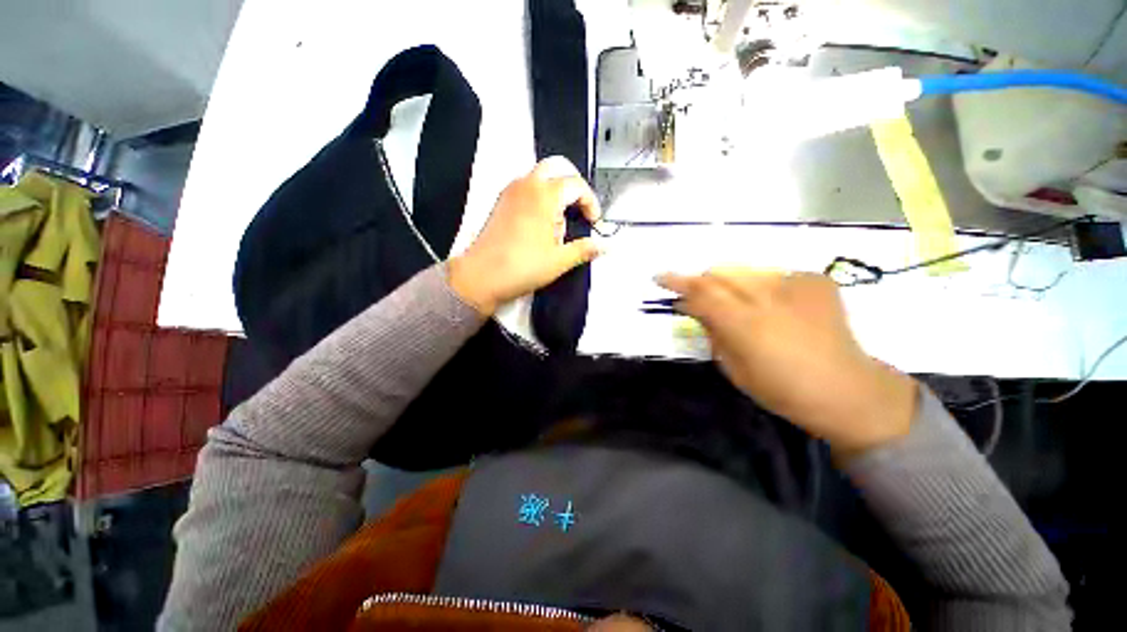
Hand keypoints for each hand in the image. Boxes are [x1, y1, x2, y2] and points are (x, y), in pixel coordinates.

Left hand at [448, 156, 601, 315]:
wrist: (481, 277)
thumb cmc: (523, 267)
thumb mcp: (559, 261)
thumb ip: (584, 249)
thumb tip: (604, 246)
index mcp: (544, 195)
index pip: (576, 185)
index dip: (590, 201)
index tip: (594, 222)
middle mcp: (526, 185)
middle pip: (556, 169)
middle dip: (572, 186)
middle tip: (579, 209)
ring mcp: (510, 192)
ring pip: (538, 177)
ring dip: (554, 192)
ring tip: (558, 223)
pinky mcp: (500, 203)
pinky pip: (525, 189)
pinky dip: (538, 197)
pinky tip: (539, 225)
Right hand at [657, 268, 916, 453]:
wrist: (847, 390)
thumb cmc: (781, 390)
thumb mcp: (733, 369)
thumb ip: (713, 333)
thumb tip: (697, 310)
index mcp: (745, 324)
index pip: (701, 293)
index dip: (677, 283)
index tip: (660, 278)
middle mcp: (768, 297)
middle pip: (721, 273)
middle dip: (703, 281)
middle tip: (699, 297)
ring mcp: (796, 284)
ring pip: (746, 269)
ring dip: (731, 283)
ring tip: (739, 304)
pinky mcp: (816, 281)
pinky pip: (775, 275)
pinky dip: (764, 287)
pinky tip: (774, 306)